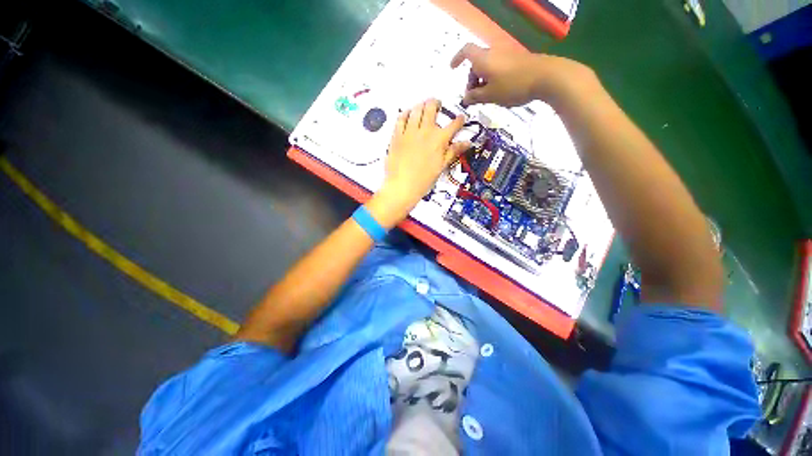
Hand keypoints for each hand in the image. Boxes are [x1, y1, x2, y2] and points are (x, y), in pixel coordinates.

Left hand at [367, 99, 468, 227]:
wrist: (402, 186)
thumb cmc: (423, 180)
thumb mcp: (441, 166)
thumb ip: (453, 151)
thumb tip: (467, 143)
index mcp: (439, 139)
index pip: (454, 124)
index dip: (459, 120)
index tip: (460, 119)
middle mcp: (425, 131)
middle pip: (432, 107)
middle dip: (437, 103)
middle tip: (438, 105)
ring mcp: (409, 132)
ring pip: (416, 109)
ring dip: (421, 105)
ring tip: (423, 106)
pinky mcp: (397, 136)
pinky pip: (400, 118)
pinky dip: (405, 113)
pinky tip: (407, 114)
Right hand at [450, 44, 592, 107]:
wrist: (545, 76)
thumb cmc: (512, 86)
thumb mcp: (489, 96)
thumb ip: (475, 97)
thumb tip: (465, 98)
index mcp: (483, 59)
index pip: (466, 52)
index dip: (457, 58)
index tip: (452, 69)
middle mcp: (493, 53)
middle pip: (477, 62)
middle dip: (472, 79)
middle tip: (474, 96)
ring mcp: (506, 55)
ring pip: (488, 66)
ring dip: (483, 80)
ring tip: (488, 97)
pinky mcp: (517, 60)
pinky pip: (499, 67)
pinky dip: (494, 78)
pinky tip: (500, 91)